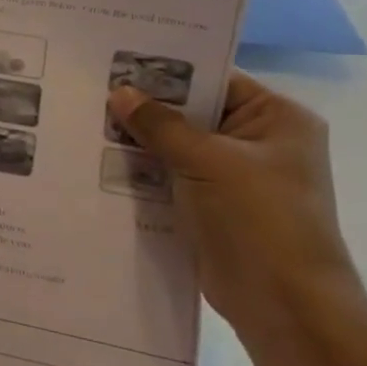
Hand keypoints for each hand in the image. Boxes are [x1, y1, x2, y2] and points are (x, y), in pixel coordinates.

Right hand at [107, 70, 362, 343]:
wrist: (283, 304)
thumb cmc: (259, 219)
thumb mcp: (207, 161)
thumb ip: (160, 124)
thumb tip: (118, 92)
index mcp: (276, 119)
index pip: (213, 79)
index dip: (165, 70)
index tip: (113, 62)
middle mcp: (257, 142)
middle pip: (190, 112)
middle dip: (143, 107)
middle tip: (88, 92)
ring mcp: (233, 176)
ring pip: (174, 146)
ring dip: (136, 142)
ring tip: (83, 124)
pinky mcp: (210, 206)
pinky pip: (168, 176)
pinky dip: (140, 172)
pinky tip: (96, 162)